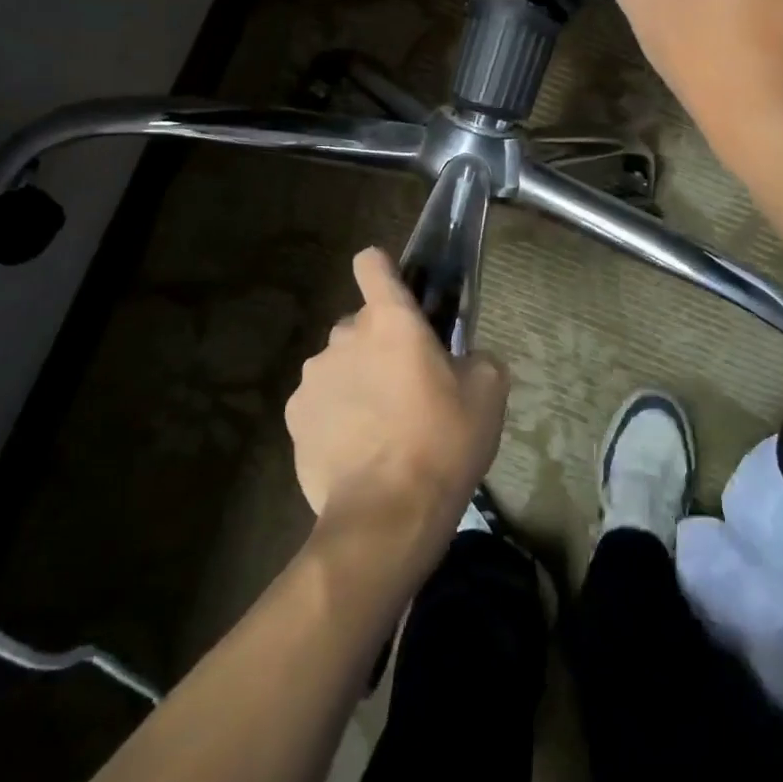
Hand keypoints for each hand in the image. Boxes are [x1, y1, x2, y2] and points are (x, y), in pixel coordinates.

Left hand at [286, 248, 508, 540]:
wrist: (386, 518)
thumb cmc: (443, 441)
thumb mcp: (488, 392)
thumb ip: (476, 358)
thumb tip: (463, 361)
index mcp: (389, 319)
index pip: (372, 263)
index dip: (383, 271)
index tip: (398, 295)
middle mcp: (343, 335)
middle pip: (360, 325)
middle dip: (379, 346)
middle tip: (407, 388)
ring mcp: (312, 378)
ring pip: (338, 365)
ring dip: (356, 381)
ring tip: (381, 428)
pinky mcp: (294, 419)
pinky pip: (319, 403)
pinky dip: (334, 417)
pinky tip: (356, 452)